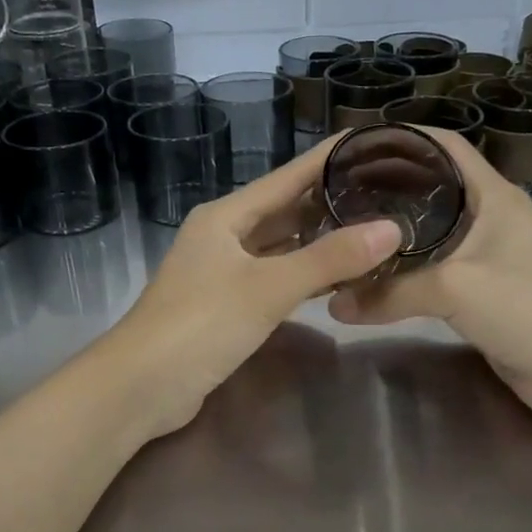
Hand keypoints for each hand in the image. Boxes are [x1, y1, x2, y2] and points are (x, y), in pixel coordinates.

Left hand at [100, 139, 403, 438]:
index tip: (372, 143)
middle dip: (328, 202)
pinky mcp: (225, 307)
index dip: (327, 159)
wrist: (140, 387)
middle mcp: (223, 236)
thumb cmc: (201, 324)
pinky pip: (272, 279)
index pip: (287, 177)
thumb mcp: (269, 288)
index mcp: (226, 216)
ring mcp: (221, 273)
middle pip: (283, 210)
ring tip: (370, 231)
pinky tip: (334, 279)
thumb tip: (392, 230)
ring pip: (278, 247)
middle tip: (384, 193)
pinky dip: (302, 276)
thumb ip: (329, 259)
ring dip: (317, 241)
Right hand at [328, 129, 531, 429]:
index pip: (443, 147)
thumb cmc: (528, 308)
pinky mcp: (480, 292)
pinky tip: (373, 277)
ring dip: (392, 235)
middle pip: (431, 188)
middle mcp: (488, 218)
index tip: (352, 150)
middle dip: (385, 188)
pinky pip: (433, 272)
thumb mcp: (455, 288)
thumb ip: (392, 292)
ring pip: (429, 233)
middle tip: (335, 196)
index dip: (400, 140)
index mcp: (491, 195)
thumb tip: (335, 303)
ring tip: (345, 234)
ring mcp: (485, 256)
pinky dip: (403, 271)